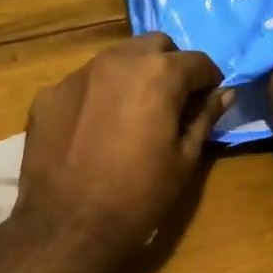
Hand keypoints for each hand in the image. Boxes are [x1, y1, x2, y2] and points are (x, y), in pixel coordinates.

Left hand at [14, 34, 228, 259]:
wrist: (67, 226)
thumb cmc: (138, 196)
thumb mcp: (184, 159)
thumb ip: (205, 117)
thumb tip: (225, 93)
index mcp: (157, 73)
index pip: (196, 61)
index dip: (208, 81)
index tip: (207, 101)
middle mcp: (116, 61)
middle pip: (153, 46)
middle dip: (169, 66)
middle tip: (170, 102)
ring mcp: (76, 75)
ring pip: (115, 59)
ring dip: (131, 76)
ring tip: (131, 113)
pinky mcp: (47, 94)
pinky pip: (82, 84)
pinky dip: (96, 96)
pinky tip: (93, 130)